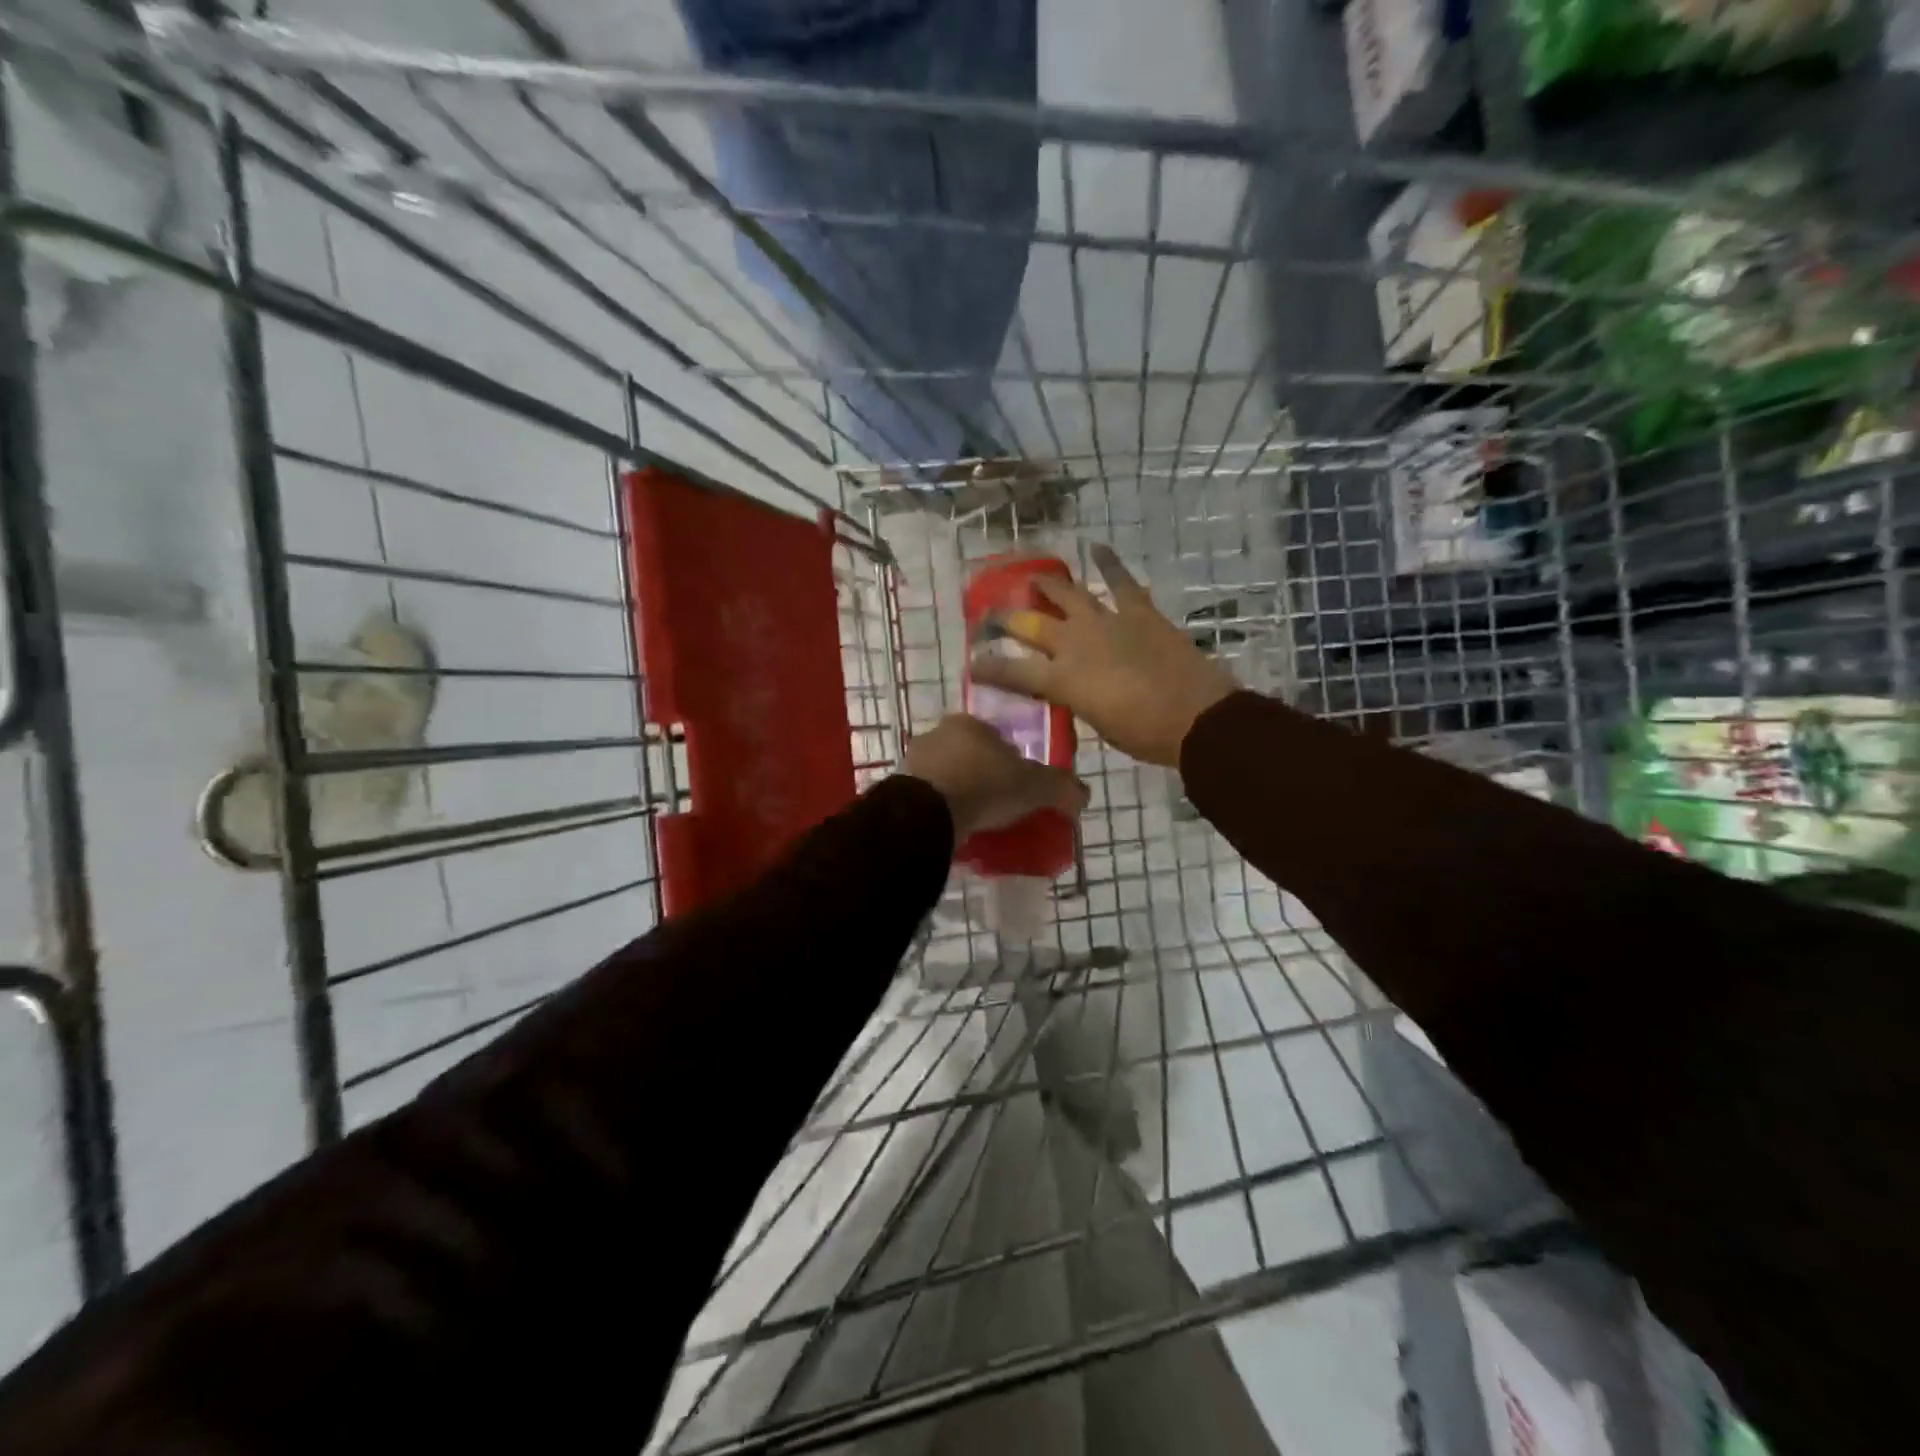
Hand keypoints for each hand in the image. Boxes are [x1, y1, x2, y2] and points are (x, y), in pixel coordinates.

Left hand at [902, 714, 1088, 842]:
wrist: (926, 813)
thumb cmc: (984, 785)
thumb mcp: (1035, 786)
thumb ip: (1062, 787)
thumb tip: (1083, 795)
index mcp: (970, 723)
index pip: (999, 738)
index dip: (1013, 762)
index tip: (1021, 788)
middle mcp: (938, 734)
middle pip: (970, 756)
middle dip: (984, 777)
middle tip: (1000, 807)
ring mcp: (913, 761)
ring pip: (947, 776)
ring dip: (961, 794)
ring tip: (977, 823)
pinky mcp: (898, 789)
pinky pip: (928, 799)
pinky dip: (941, 810)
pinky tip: (953, 829)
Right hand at [969, 545, 1236, 767]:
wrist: (1197, 717)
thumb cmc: (1145, 735)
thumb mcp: (1098, 725)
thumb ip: (1077, 702)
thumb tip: (1072, 691)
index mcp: (1062, 681)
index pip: (1012, 672)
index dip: (989, 668)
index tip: (972, 663)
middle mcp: (1075, 645)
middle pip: (1032, 625)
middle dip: (1007, 619)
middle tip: (992, 613)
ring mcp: (1107, 622)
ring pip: (1068, 595)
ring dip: (1048, 585)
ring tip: (1034, 577)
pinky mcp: (1139, 611)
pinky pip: (1120, 581)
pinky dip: (1109, 563)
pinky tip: (1097, 547)